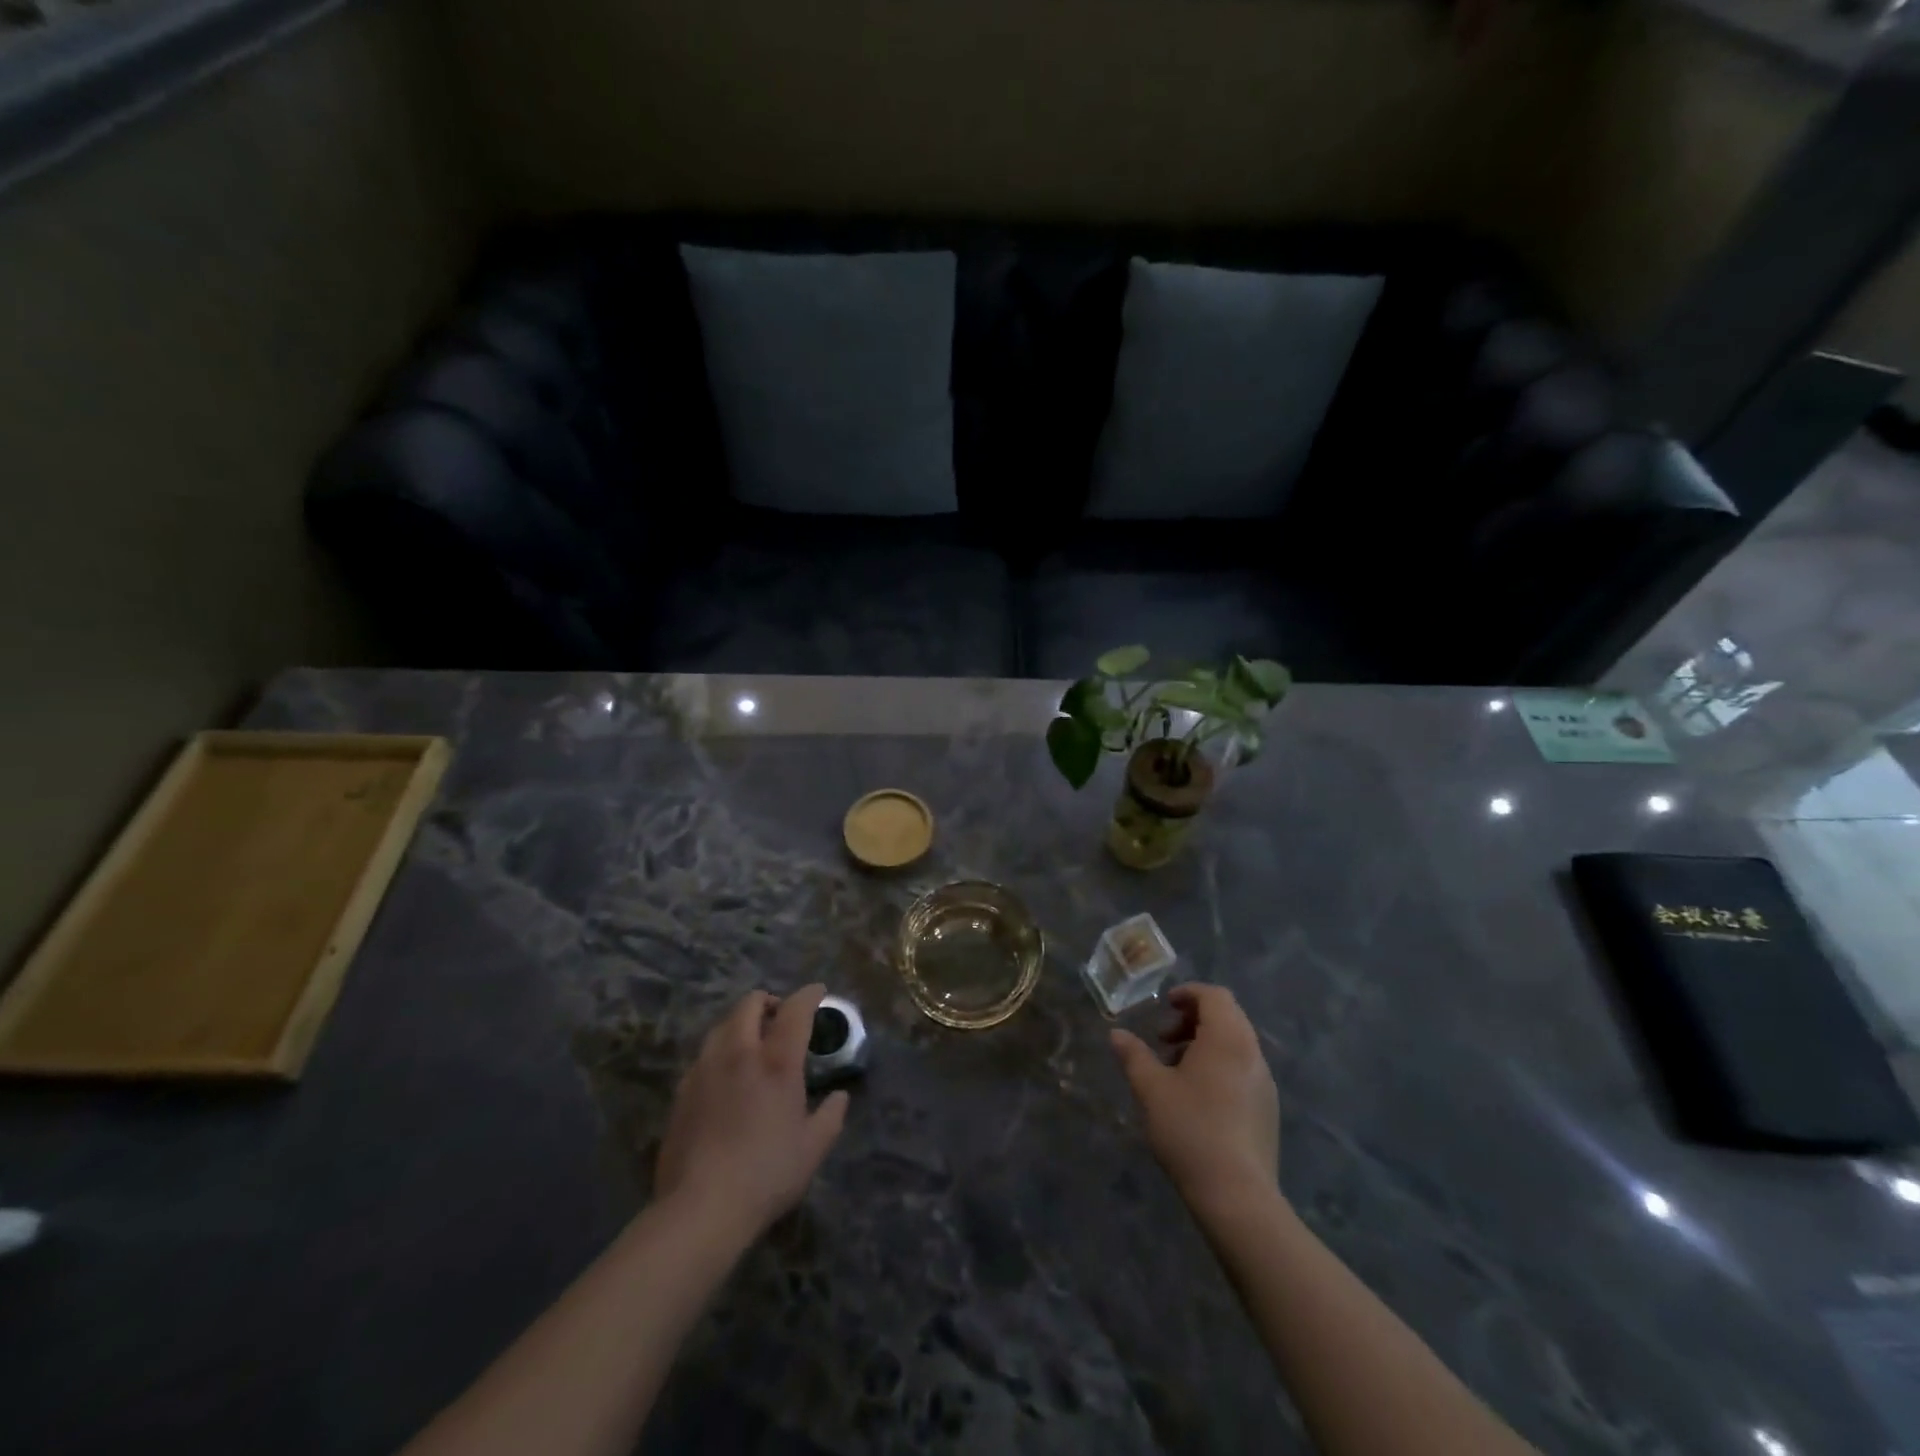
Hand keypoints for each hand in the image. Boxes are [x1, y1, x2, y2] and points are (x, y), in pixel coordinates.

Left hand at [654, 984, 848, 1241]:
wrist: (699, 1208)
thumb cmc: (766, 1174)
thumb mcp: (813, 1148)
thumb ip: (831, 1116)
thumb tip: (840, 1097)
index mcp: (776, 1061)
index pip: (795, 1009)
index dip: (809, 995)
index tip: (818, 992)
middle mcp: (739, 1053)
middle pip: (750, 1004)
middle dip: (768, 1001)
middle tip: (780, 1017)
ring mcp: (705, 1069)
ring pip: (722, 1025)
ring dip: (741, 1023)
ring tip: (752, 1043)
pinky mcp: (682, 1091)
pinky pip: (704, 1055)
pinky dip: (721, 1051)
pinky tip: (726, 1076)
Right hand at [1110, 983, 1279, 1213]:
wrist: (1238, 1196)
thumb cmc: (1190, 1130)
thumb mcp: (1151, 1089)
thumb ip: (1133, 1055)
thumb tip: (1116, 1034)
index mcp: (1228, 1039)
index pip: (1215, 996)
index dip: (1188, 994)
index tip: (1164, 1006)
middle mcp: (1252, 1054)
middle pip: (1227, 1017)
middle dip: (1193, 1019)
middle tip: (1163, 1039)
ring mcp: (1264, 1084)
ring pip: (1235, 1045)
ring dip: (1204, 1044)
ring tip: (1175, 1071)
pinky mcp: (1267, 1110)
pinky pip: (1242, 1069)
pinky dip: (1219, 1066)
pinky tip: (1196, 1098)